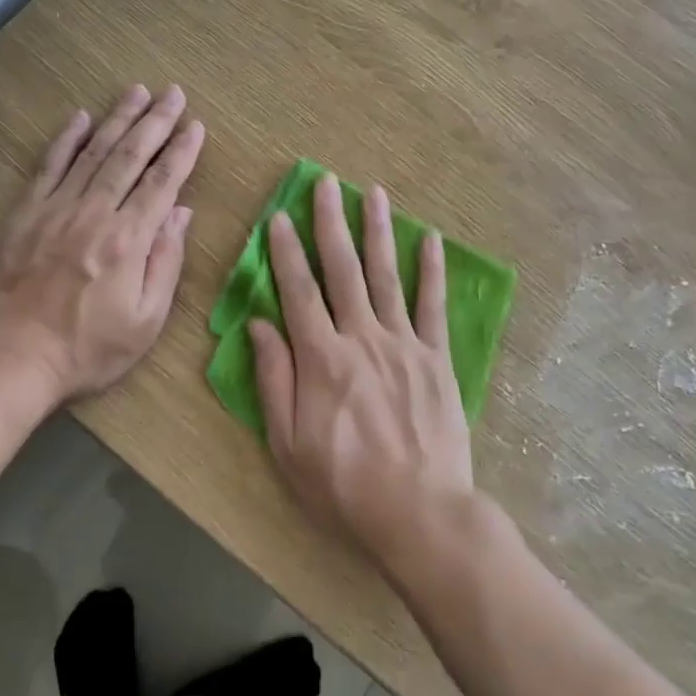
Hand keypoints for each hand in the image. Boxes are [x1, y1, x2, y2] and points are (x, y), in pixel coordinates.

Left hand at [0, 84, 203, 402]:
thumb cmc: (86, 350)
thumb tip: (181, 214)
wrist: (9, 360)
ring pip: (93, 152)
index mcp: (128, 240)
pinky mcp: (24, 214)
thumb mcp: (146, 321)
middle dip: (156, 121)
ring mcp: (55, 209)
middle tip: (173, 92)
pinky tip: (81, 117)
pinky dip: (66, 139)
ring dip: (118, 119)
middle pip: (131, 156)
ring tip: (137, 92)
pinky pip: (49, 166)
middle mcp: (94, 214)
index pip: (163, 183)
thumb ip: (166, 262)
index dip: (182, 152)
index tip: (196, 126)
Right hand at [249, 174, 473, 565]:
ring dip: (378, 231)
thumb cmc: (344, 485)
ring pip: (387, 275)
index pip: (298, 291)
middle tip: (327, 182)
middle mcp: (361, 337)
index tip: (279, 216)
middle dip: (331, 222)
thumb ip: (274, 379)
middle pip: (343, 269)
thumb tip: (259, 324)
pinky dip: (432, 270)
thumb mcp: (288, 444)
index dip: (286, 251)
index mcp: (321, 358)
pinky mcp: (436, 358)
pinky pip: (433, 306)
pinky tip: (431, 239)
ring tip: (373, 192)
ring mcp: (403, 343)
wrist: (420, 514)